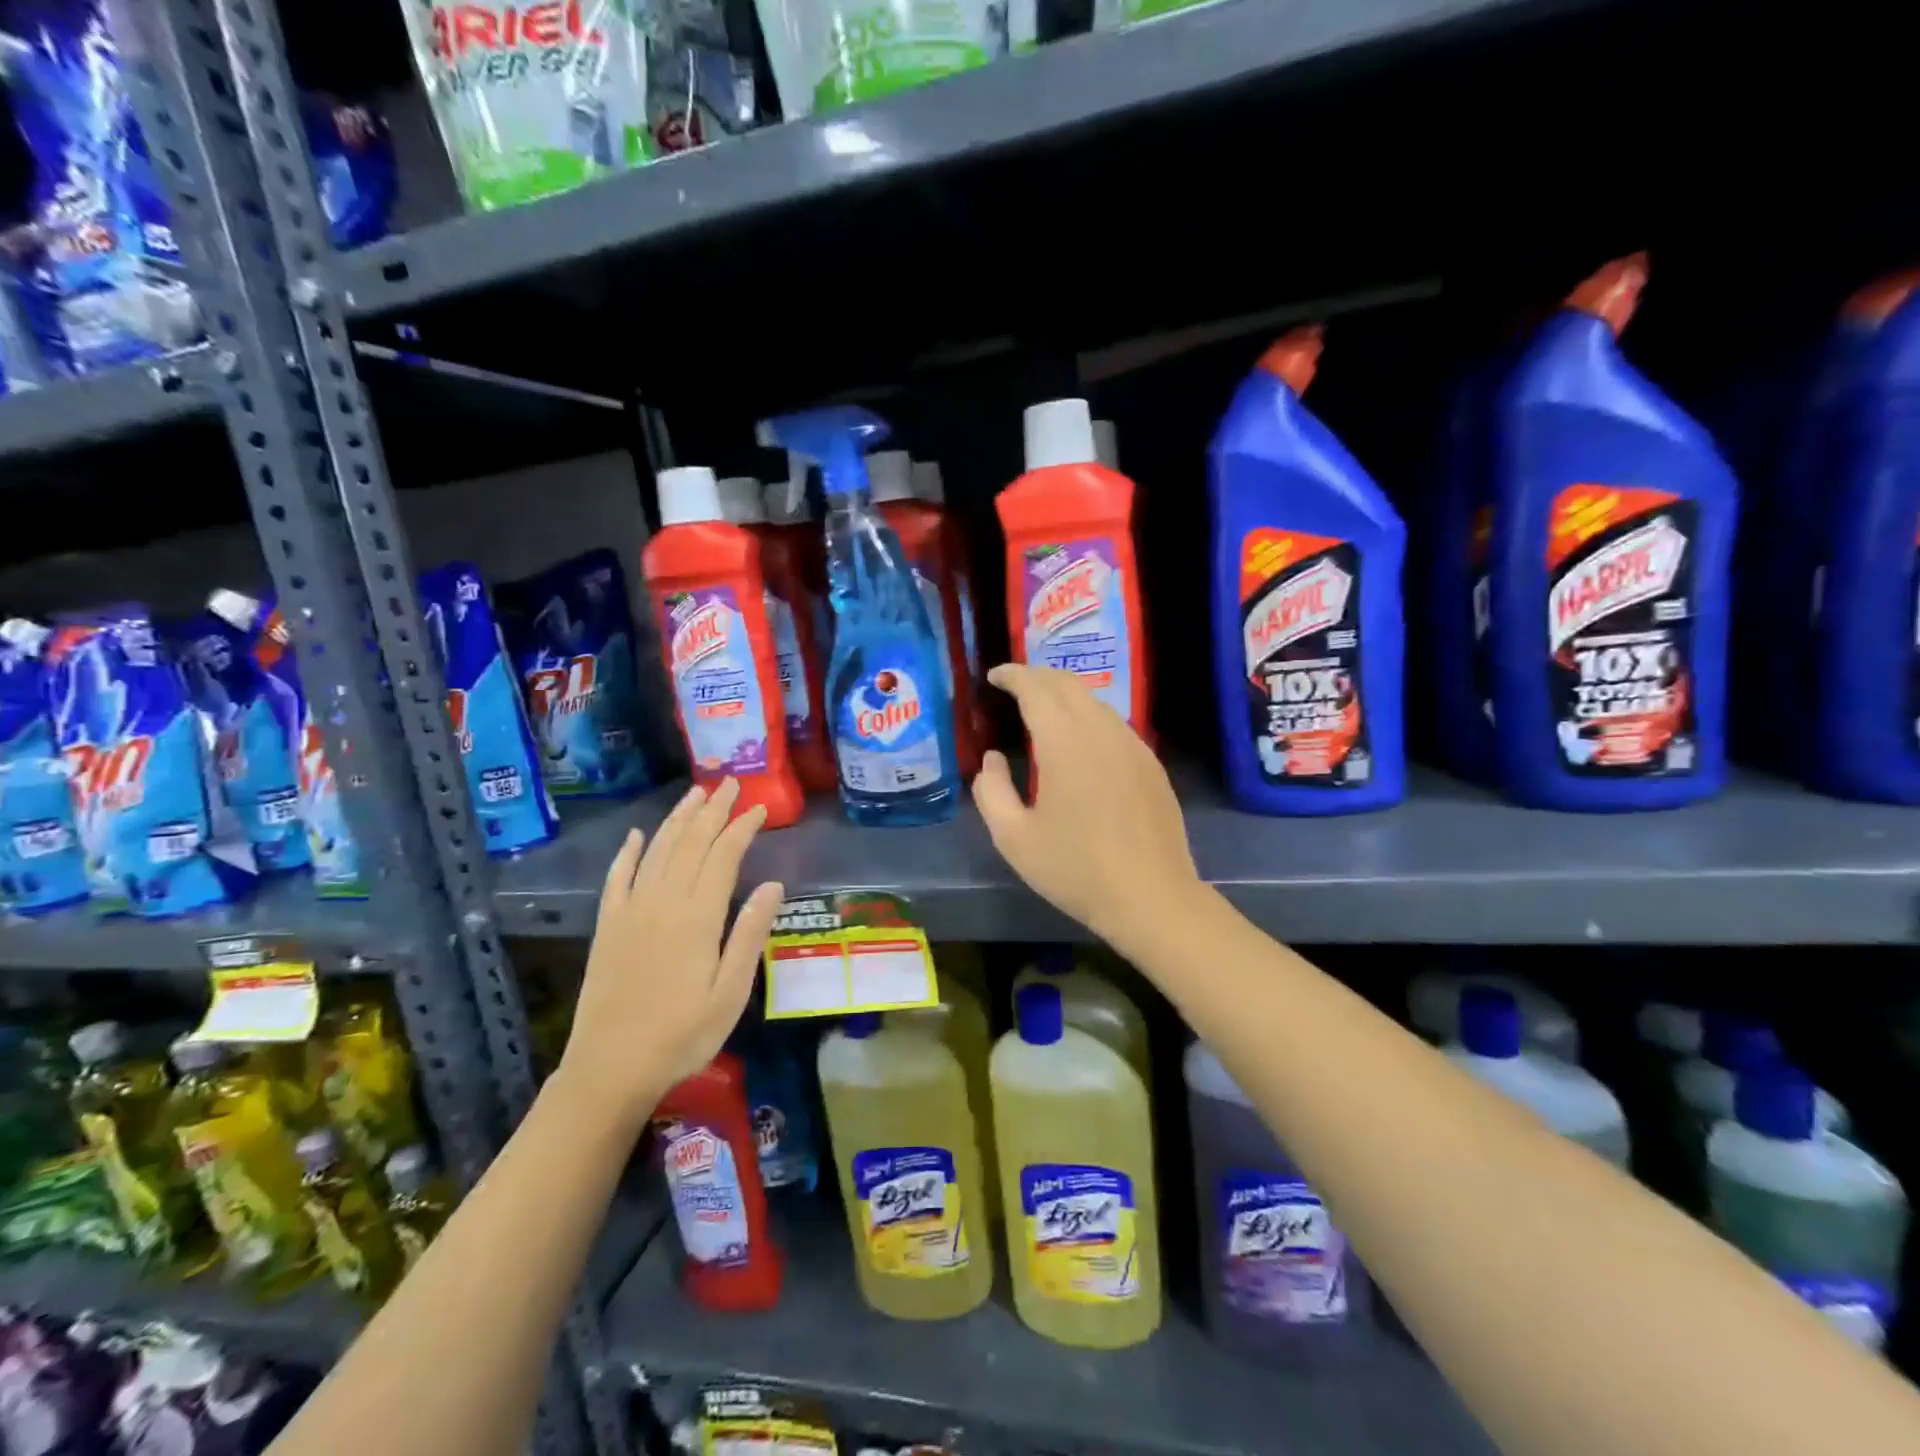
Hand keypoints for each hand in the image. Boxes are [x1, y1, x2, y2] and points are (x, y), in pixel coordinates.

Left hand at [558, 778, 784, 1130]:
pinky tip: (635, 836)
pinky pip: (617, 878)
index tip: (759, 807)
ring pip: (656, 851)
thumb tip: (774, 884)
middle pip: (690, 843)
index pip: (723, 856)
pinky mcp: (608, 926)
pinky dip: (627, 853)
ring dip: (677, 820)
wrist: (610, 1068)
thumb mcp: (731, 992)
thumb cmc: (683, 1034)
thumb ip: (750, 934)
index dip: (742, 827)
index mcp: (698, 916)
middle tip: (729, 783)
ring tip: (695, 795)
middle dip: (712, 811)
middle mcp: (663, 902)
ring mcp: (630, 911)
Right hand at [972, 664, 1203, 953]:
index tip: (994, 676)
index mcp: (1065, 742)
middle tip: (1013, 686)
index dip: (1013, 675)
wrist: (1151, 897)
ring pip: (1094, 701)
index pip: (1036, 688)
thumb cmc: (1076, 870)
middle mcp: (1102, 731)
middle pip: (1068, 684)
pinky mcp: (1150, 763)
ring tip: (1041, 710)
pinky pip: (1113, 723)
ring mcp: (1132, 745)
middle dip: (1037, 676)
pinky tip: (1079, 740)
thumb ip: (991, 790)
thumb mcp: (1014, 838)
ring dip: (1064, 695)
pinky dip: (1088, 716)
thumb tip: (992, 758)